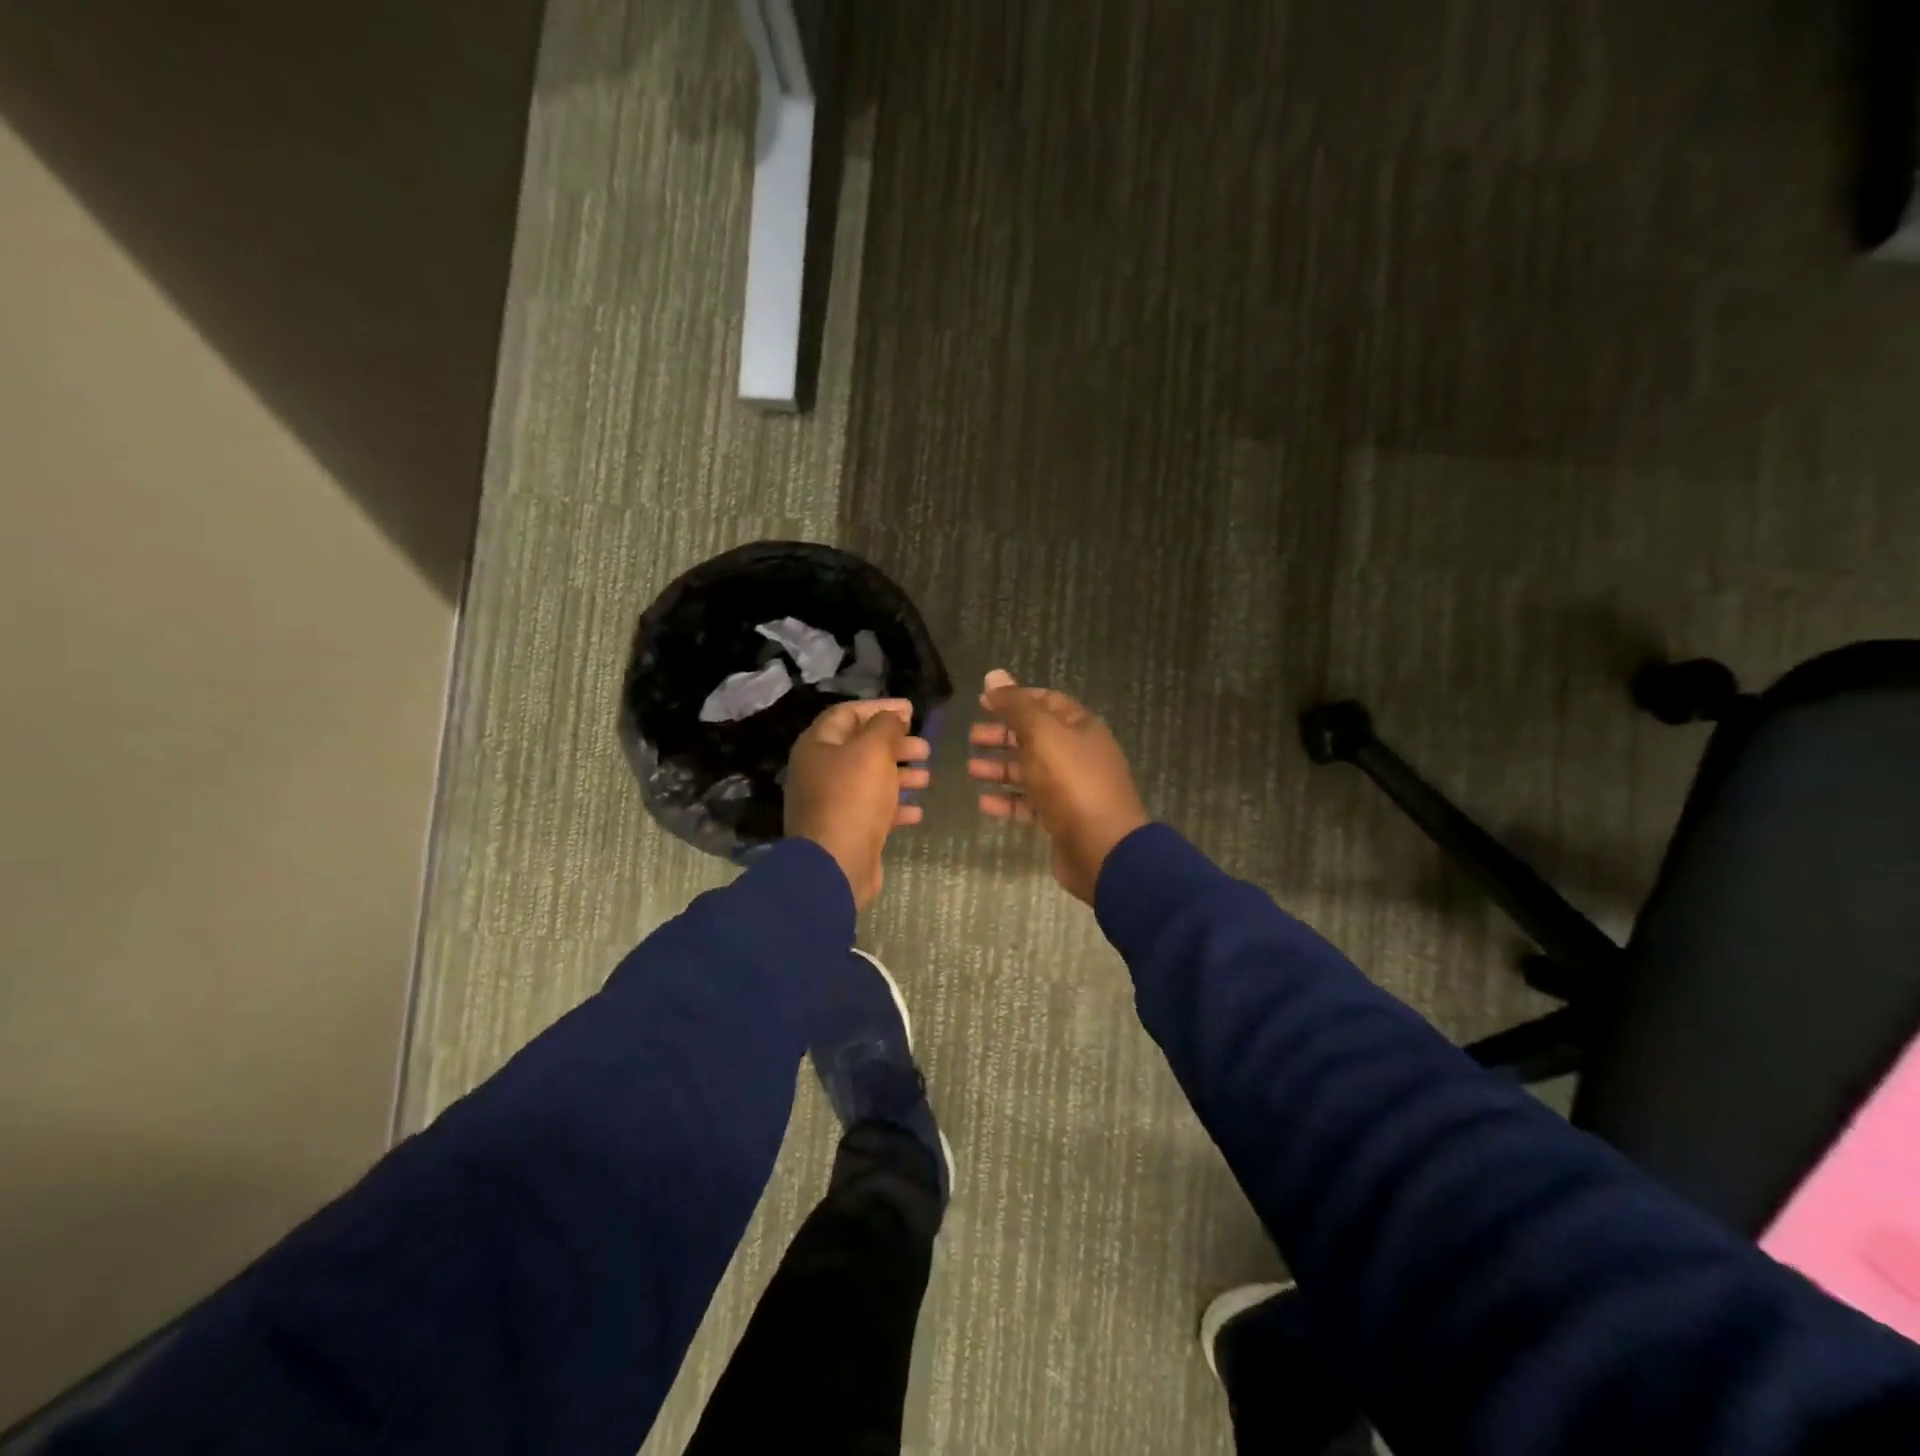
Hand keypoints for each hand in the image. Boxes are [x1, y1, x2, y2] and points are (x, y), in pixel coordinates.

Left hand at [785, 699, 931, 910]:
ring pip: (869, 780)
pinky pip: (872, 810)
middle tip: (924, 748)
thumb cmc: (853, 797)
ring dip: (900, 776)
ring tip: (927, 778)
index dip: (880, 708)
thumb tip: (893, 716)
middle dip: (895, 744)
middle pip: (861, 747)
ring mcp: (830, 803)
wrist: (836, 864)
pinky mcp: (845, 830)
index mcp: (817, 745)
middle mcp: (819, 771)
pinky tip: (917, 811)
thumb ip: (885, 726)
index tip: (912, 710)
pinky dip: (895, 807)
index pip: (847, 714)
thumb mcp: (873, 750)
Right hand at [967, 669, 1149, 903]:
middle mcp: (1078, 754)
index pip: (1045, 701)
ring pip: (1030, 771)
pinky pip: (1030, 804)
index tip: (982, 701)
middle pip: (1035, 737)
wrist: (1102, 847)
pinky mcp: (1062, 819)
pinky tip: (983, 803)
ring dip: (1000, 769)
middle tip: (972, 738)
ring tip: (971, 770)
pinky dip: (1007, 800)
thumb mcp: (1042, 734)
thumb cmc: (1071, 782)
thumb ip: (1016, 706)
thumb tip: (993, 675)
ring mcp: (1071, 788)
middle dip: (1003, 735)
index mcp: (1080, 727)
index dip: (1014, 698)